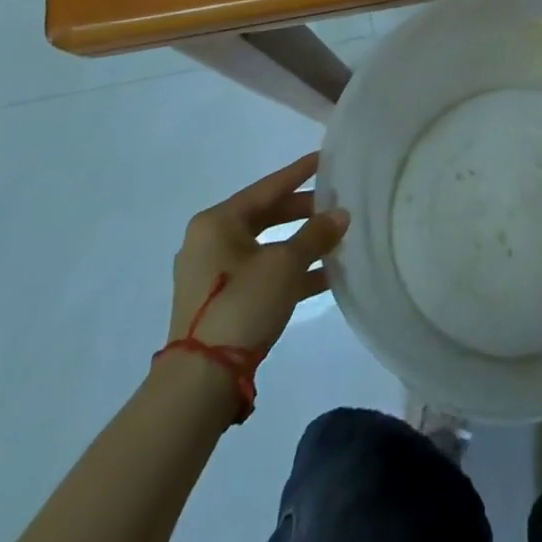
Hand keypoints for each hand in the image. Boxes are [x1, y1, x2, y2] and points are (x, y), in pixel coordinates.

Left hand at [168, 152, 347, 354]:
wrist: (200, 382)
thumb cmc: (242, 304)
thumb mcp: (286, 264)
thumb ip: (316, 234)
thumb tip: (341, 214)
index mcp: (218, 222)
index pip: (268, 187)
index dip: (300, 173)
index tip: (325, 159)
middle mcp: (210, 242)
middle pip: (266, 216)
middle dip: (304, 213)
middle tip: (337, 205)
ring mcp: (213, 275)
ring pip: (267, 247)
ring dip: (301, 245)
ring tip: (338, 242)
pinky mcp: (220, 304)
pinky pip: (262, 274)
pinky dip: (290, 272)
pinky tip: (325, 277)